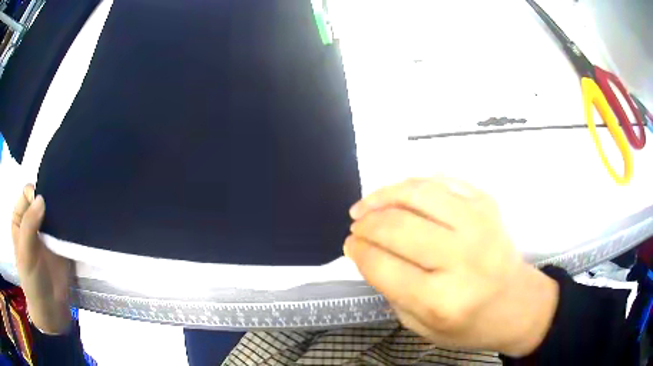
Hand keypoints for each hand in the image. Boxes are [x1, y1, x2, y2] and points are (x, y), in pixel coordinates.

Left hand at [11, 184, 71, 334]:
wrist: (51, 311)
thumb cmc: (32, 282)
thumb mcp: (25, 254)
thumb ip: (29, 225)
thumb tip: (41, 198)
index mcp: (19, 219)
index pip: (27, 194)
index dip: (35, 194)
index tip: (45, 205)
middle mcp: (31, 220)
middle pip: (41, 198)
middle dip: (51, 198)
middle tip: (63, 201)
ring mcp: (46, 232)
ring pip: (54, 210)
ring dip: (62, 210)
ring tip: (73, 208)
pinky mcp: (60, 242)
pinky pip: (65, 226)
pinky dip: (70, 223)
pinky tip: (77, 222)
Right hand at [344, 177, 558, 356]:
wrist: (518, 303)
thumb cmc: (470, 325)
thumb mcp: (421, 327)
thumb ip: (391, 291)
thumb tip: (367, 252)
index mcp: (441, 300)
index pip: (382, 265)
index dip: (357, 251)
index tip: (350, 245)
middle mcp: (462, 258)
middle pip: (396, 226)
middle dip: (365, 224)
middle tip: (356, 227)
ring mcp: (478, 224)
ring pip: (417, 193)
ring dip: (383, 196)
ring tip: (368, 205)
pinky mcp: (487, 205)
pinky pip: (442, 182)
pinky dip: (413, 185)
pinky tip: (401, 196)